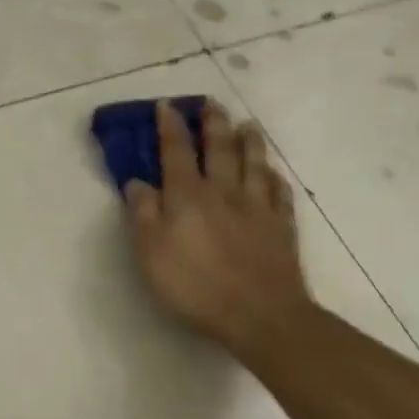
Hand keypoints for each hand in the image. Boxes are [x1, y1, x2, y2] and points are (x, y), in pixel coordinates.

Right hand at [120, 99, 313, 356]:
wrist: (259, 314)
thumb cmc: (194, 285)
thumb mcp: (150, 252)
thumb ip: (143, 213)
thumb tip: (137, 182)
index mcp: (187, 195)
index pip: (176, 152)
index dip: (169, 127)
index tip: (166, 105)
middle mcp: (223, 192)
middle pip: (219, 149)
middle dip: (213, 124)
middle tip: (211, 103)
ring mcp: (257, 208)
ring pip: (253, 164)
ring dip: (249, 142)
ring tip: (248, 124)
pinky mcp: (281, 227)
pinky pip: (279, 193)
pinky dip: (275, 178)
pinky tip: (273, 173)